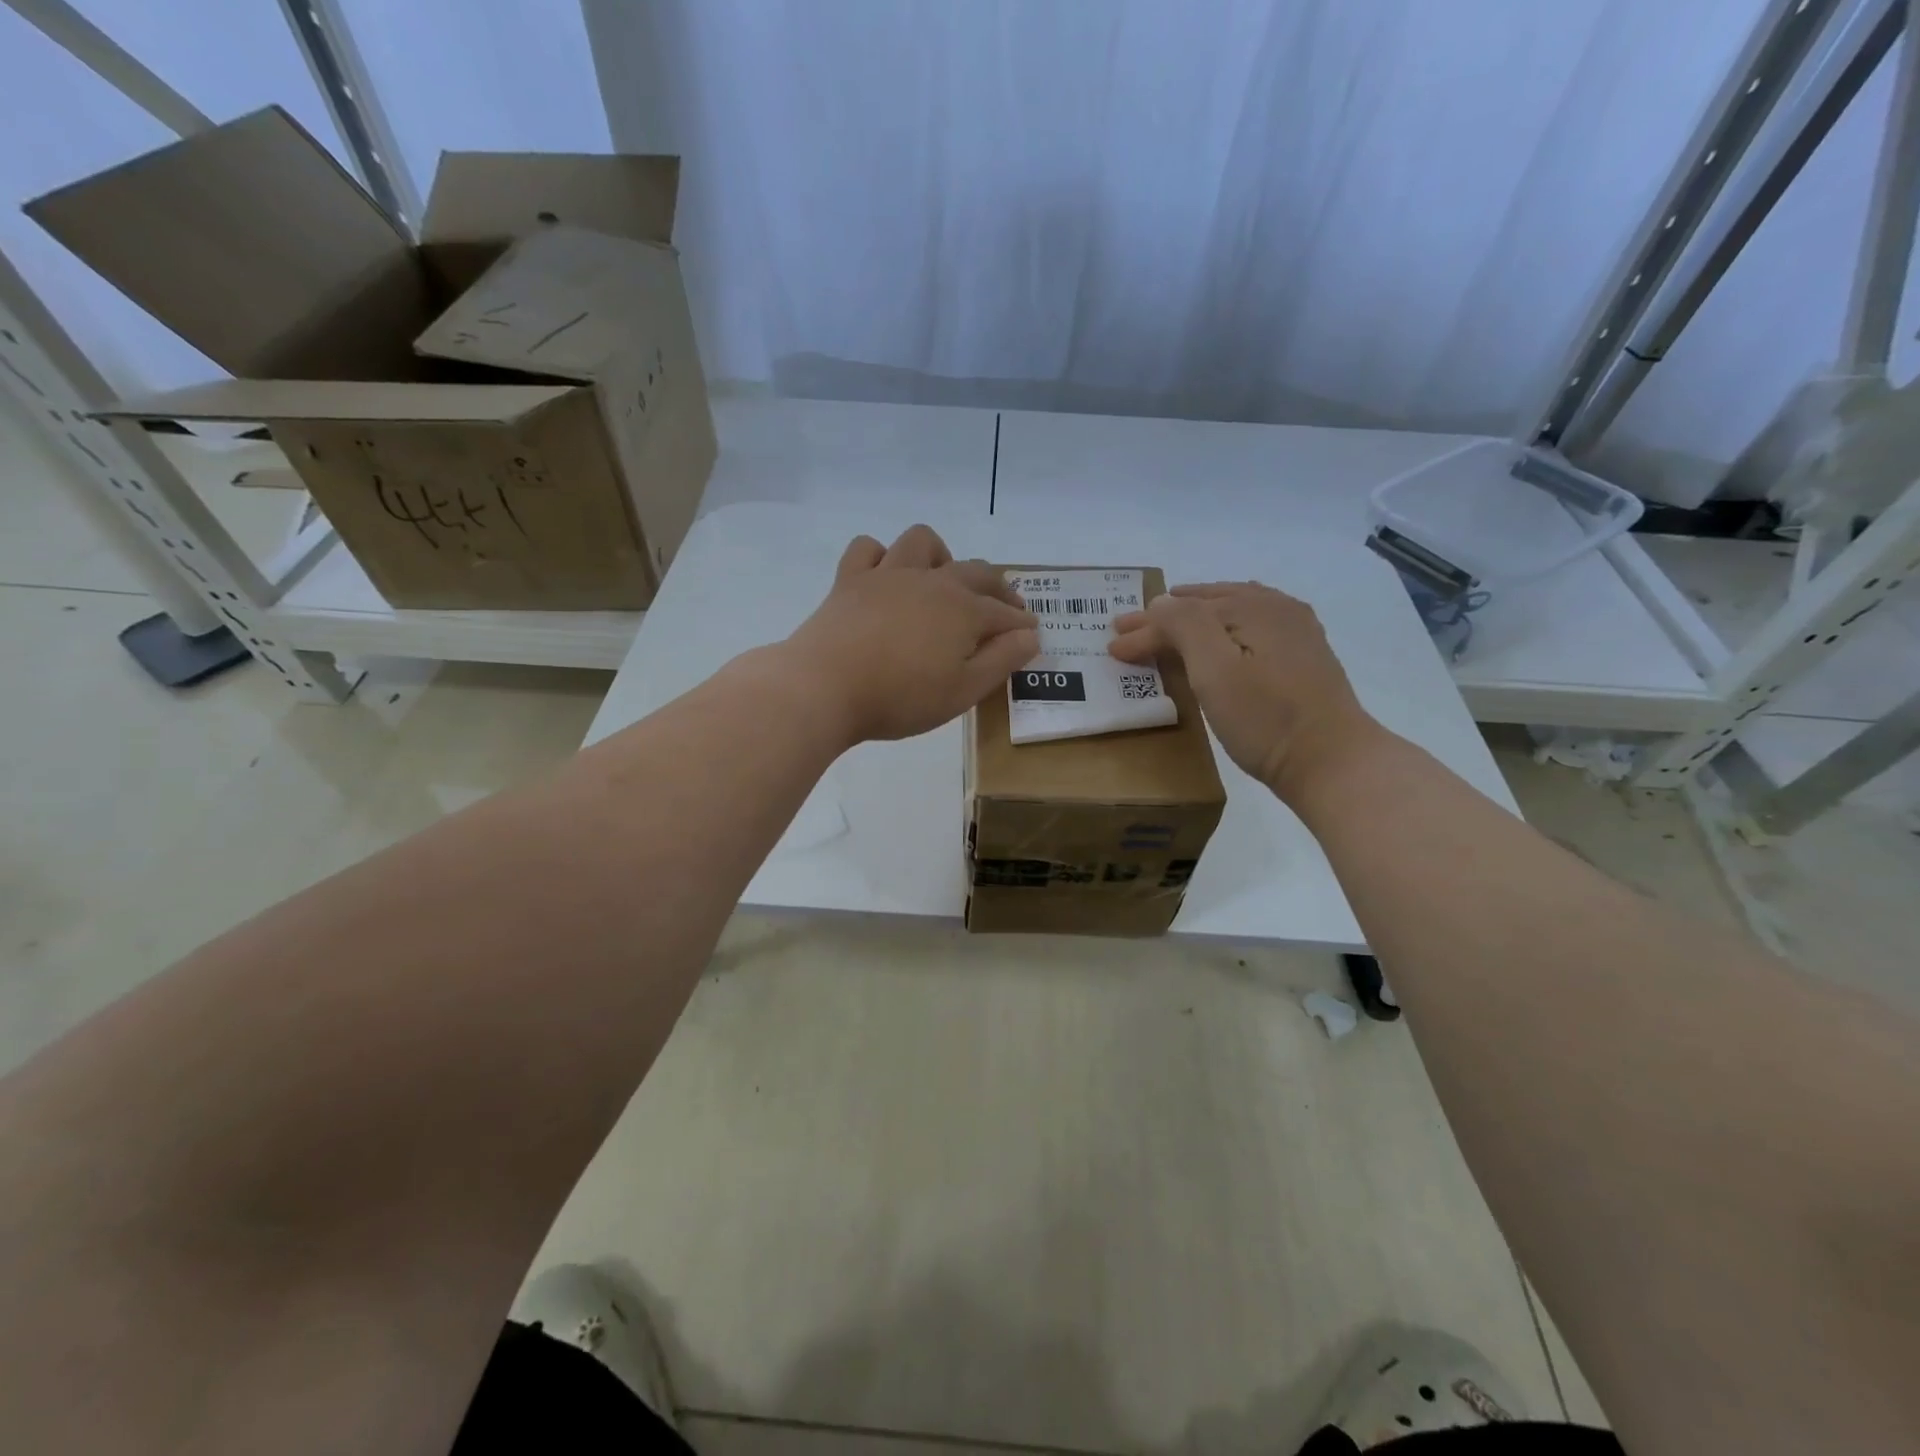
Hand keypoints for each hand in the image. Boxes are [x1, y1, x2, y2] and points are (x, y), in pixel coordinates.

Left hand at [785, 525, 1039, 742]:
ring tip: (942, 580)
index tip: (1030, 633)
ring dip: (941, 556)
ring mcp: (888, 575)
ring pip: (922, 543)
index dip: (1021, 624)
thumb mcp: (964, 691)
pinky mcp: (850, 580)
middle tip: (1004, 608)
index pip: (1003, 613)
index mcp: (963, 610)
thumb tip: (1030, 635)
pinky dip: (881, 557)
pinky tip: (884, 576)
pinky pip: (868, 549)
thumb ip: (1001, 661)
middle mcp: (931, 581)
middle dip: (997, 588)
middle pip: (975, 572)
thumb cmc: (901, 697)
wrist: (825, 687)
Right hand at [1109, 581, 1381, 801]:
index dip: (1146, 627)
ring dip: (1195, 616)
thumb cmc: (1265, 718)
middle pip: (1208, 605)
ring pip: (1233, 611)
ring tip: (1170, 617)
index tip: (1113, 646)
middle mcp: (1277, 609)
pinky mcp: (1304, 658)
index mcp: (1253, 608)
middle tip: (1128, 627)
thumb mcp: (1215, 670)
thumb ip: (1184, 627)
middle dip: (1165, 617)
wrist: (1332, 762)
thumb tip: (1160, 603)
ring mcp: (1296, 632)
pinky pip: (1251, 626)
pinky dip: (1223, 626)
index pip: (1184, 612)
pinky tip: (1222, 633)